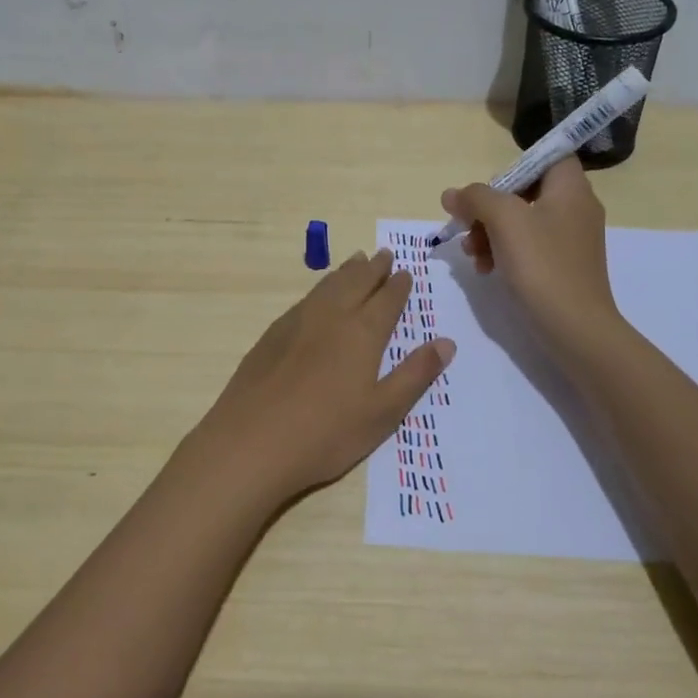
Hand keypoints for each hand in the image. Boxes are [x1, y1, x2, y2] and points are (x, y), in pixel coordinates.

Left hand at [179, 250, 454, 506]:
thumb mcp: (383, 413)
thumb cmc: (326, 433)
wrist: (251, 442)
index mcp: (362, 333)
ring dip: (346, 271)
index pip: (386, 300)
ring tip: (356, 261)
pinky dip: (321, 287)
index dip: (399, 286)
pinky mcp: (272, 335)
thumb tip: (446, 342)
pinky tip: (319, 296)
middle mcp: (331, 317)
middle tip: (384, 255)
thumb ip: (415, 375)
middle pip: (356, 282)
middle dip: (373, 268)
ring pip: (328, 285)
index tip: (406, 272)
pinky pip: (305, 299)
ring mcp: (297, 322)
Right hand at [440, 158, 622, 362]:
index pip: (548, 156)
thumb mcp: (503, 221)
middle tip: (467, 226)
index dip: (515, 166)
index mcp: (571, 188)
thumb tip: (452, 194)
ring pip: (521, 221)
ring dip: (489, 233)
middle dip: (489, 208)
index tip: (489, 189)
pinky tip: (484, 269)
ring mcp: (570, 239)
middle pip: (525, 190)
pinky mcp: (562, 266)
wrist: (575, 328)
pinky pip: (528, 247)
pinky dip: (504, 253)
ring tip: (470, 254)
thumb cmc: (542, 265)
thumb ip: (475, 198)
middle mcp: (575, 208)